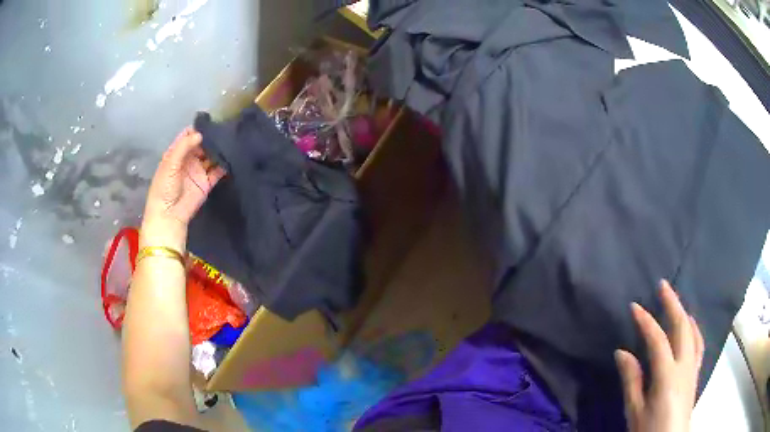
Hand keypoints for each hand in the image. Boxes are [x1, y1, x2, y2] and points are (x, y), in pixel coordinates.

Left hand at [141, 127, 224, 249]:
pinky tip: (231, 157)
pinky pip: (217, 172)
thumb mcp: (170, 164)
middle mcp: (188, 160)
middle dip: (211, 138)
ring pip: (210, 156)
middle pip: (201, 145)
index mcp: (176, 154)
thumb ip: (184, 147)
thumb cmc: (164, 188)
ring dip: (218, 150)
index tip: (209, 122)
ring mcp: (198, 171)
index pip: (188, 136)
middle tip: (224, 129)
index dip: (197, 129)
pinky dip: (224, 165)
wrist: (169, 216)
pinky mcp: (206, 183)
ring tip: (230, 141)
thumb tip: (200, 134)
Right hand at [615, 280, 703, 431]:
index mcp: (668, 375)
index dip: (646, 321)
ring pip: (693, 333)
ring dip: (685, 314)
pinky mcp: (696, 374)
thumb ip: (631, 381)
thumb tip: (622, 352)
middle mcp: (685, 365)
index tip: (634, 306)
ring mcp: (693, 368)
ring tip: (677, 303)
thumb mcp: (635, 410)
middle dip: (673, 304)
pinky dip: (694, 330)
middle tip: (663, 285)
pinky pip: (698, 344)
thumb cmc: (649, 429)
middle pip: (682, 327)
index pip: (658, 339)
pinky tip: (690, 327)